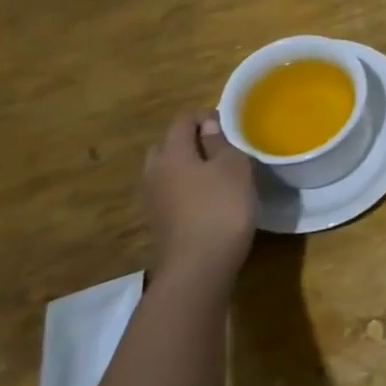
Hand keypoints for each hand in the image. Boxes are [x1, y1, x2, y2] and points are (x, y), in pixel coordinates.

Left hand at [141, 111, 258, 285]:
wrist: (198, 269)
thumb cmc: (221, 208)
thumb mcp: (234, 167)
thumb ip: (220, 142)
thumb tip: (208, 126)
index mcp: (171, 152)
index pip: (183, 120)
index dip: (206, 116)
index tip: (231, 125)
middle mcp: (154, 171)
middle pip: (169, 144)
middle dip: (192, 140)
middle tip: (222, 147)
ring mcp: (151, 199)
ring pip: (167, 170)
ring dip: (188, 165)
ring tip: (217, 173)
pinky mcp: (158, 222)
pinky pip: (170, 192)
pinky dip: (186, 187)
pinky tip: (207, 198)